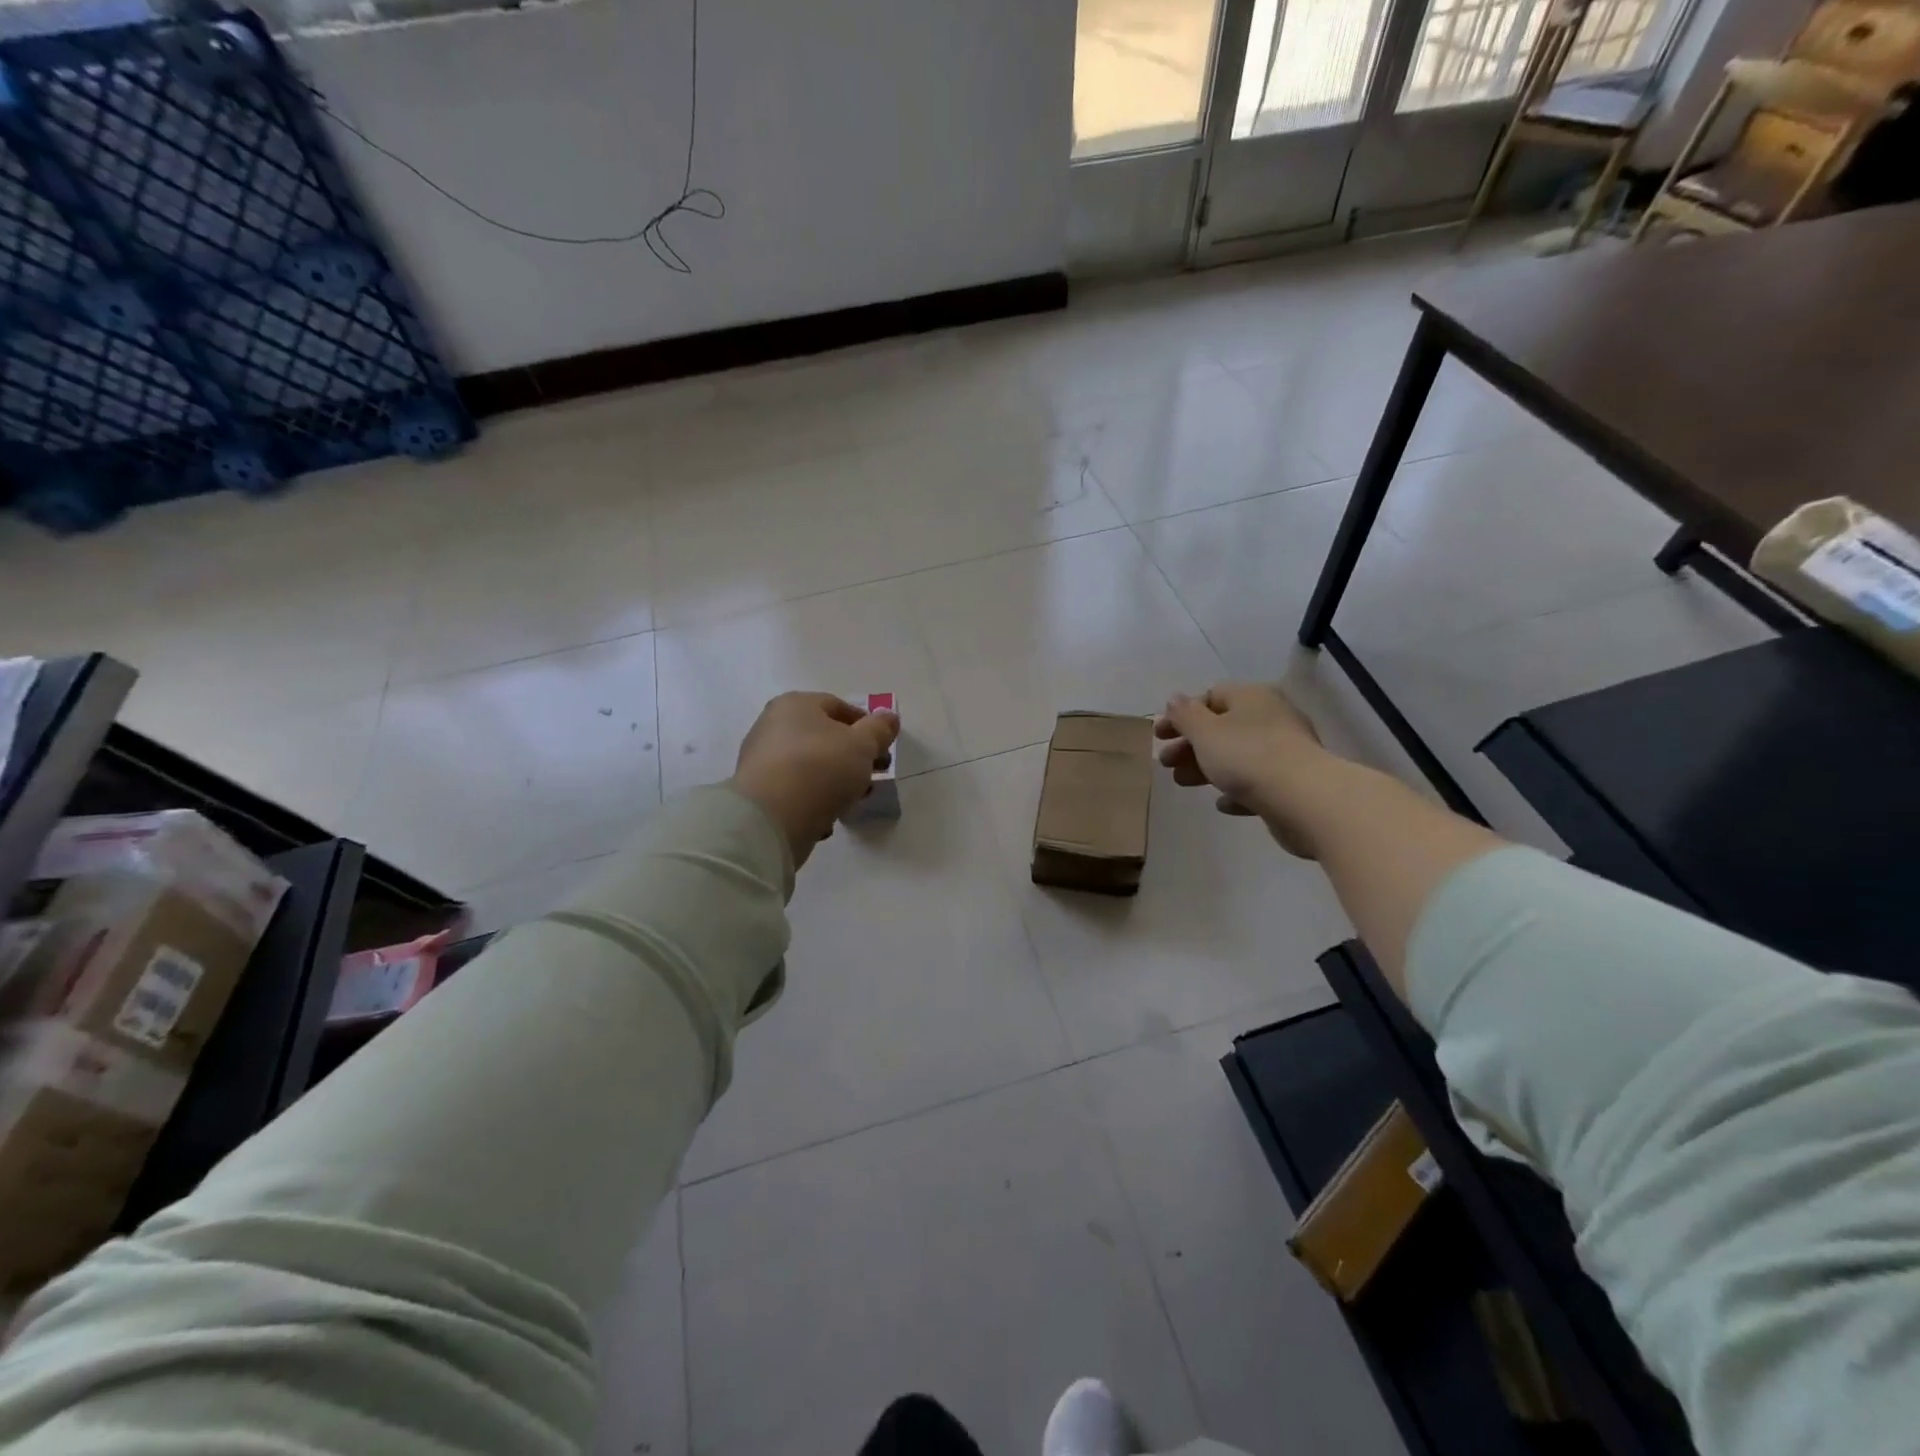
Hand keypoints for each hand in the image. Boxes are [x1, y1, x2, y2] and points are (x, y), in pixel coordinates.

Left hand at [730, 692, 900, 868]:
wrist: (772, 818)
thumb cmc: (821, 768)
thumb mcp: (863, 745)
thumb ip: (880, 729)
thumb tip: (889, 717)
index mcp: (796, 704)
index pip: (838, 706)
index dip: (866, 725)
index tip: (883, 748)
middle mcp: (772, 725)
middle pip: (824, 737)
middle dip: (853, 756)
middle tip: (875, 774)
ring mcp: (761, 760)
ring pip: (810, 765)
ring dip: (835, 780)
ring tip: (853, 799)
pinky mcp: (758, 793)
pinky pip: (794, 790)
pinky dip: (813, 800)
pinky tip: (826, 817)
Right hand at [1154, 683, 1330, 855]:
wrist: (1305, 799)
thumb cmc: (1247, 756)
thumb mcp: (1205, 732)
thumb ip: (1186, 715)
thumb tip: (1175, 699)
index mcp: (1251, 698)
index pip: (1211, 696)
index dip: (1182, 714)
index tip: (1159, 736)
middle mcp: (1271, 718)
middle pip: (1222, 727)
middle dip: (1190, 745)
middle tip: (1165, 763)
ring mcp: (1285, 751)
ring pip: (1237, 756)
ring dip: (1206, 768)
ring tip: (1183, 783)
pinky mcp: (1292, 784)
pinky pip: (1257, 783)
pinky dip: (1236, 790)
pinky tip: (1222, 804)